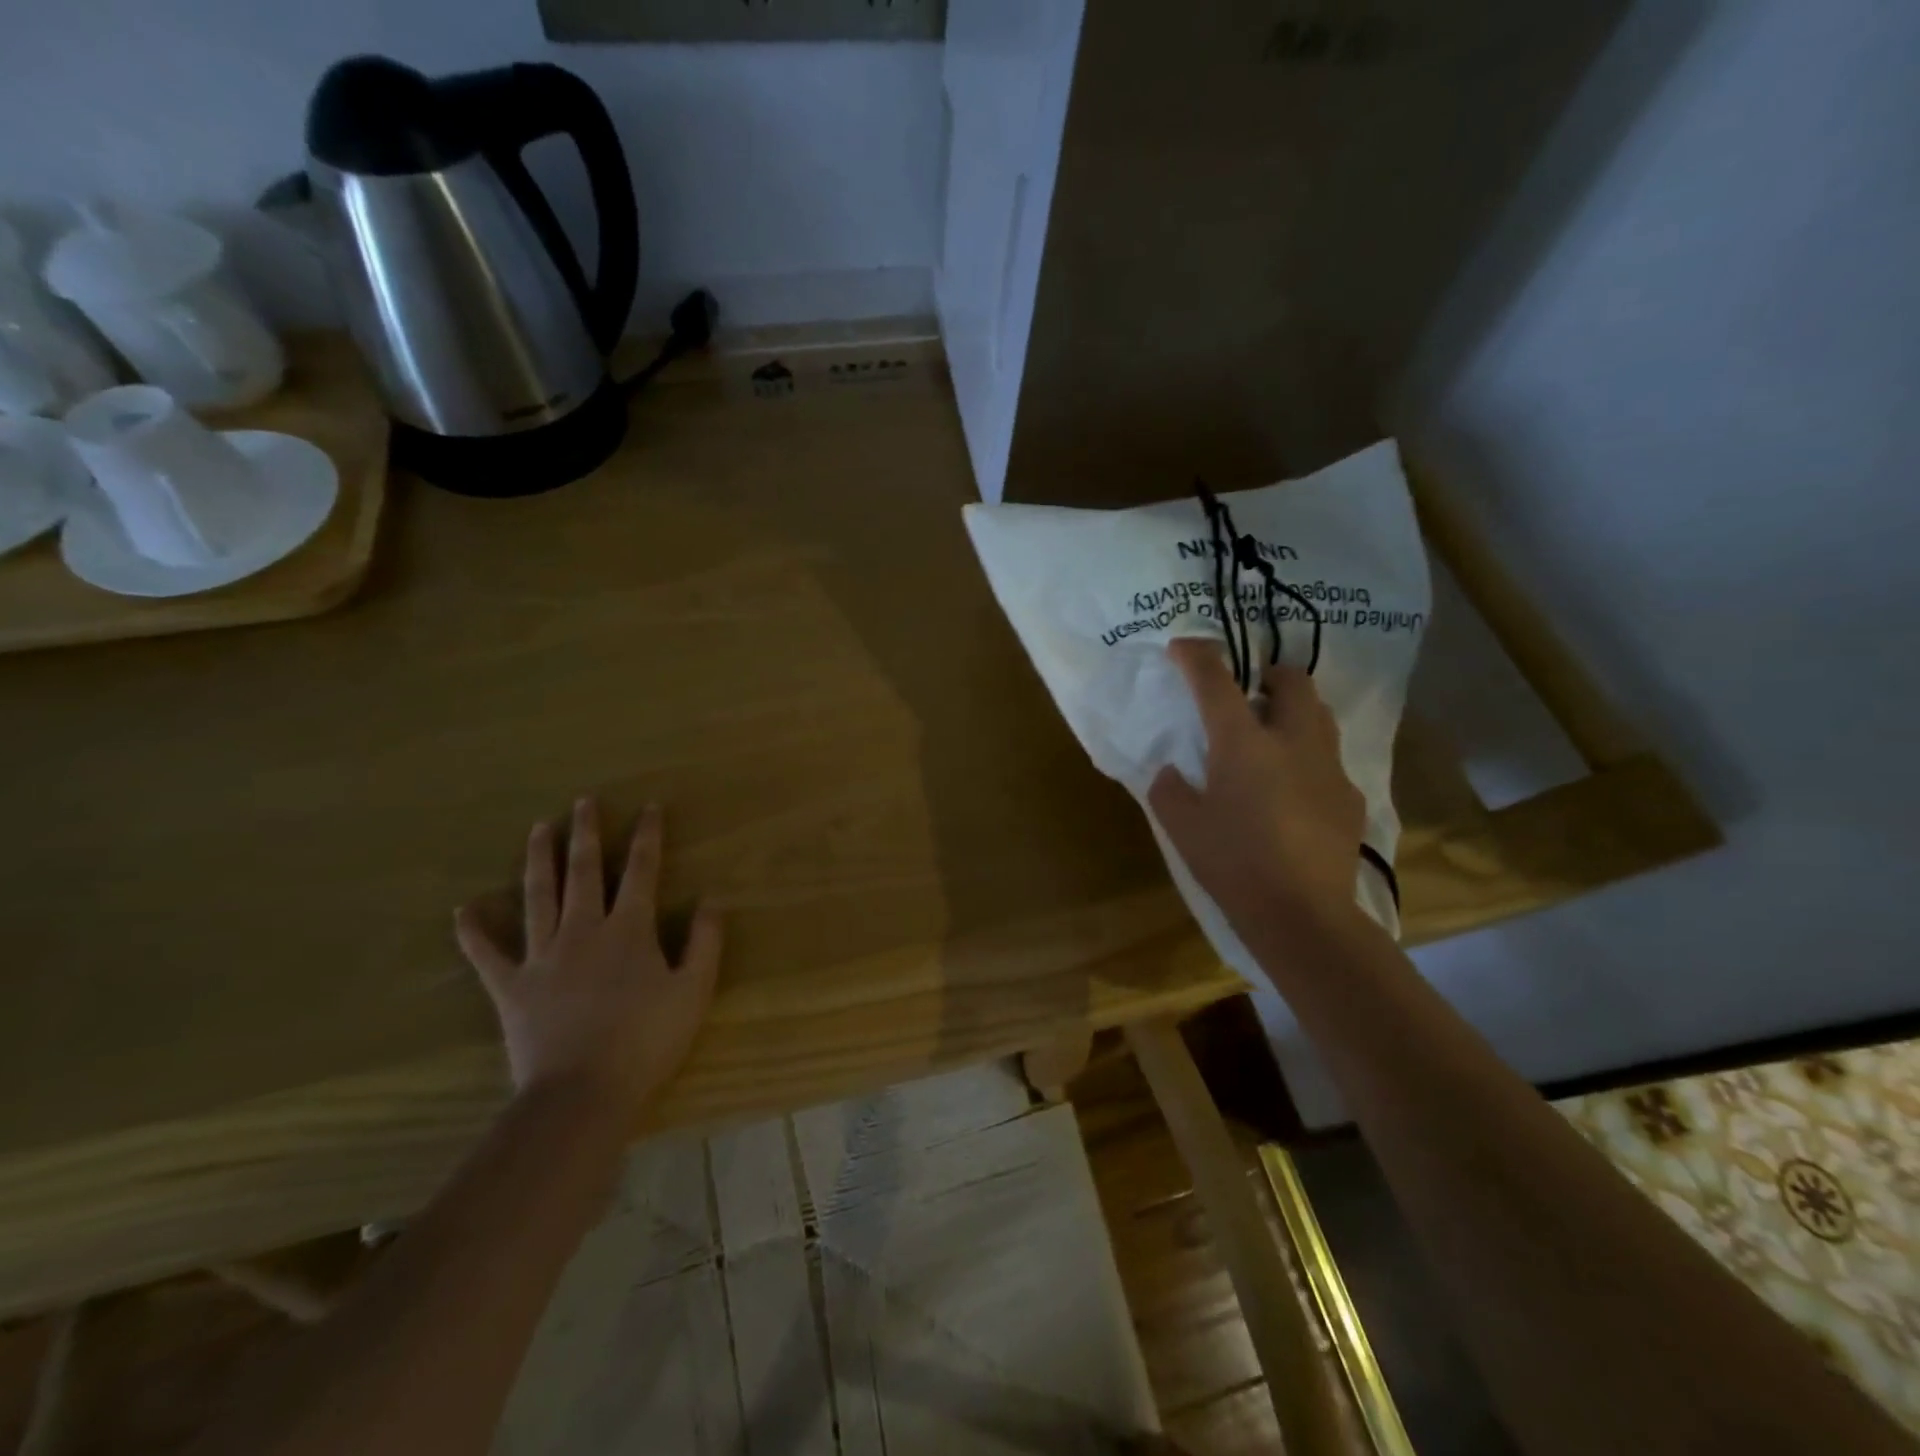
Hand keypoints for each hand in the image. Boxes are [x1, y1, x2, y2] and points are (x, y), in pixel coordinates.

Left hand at [454, 798, 721, 1121]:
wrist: (583, 1092)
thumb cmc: (647, 1040)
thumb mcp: (694, 991)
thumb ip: (705, 942)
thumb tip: (712, 900)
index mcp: (629, 929)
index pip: (641, 870)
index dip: (647, 836)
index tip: (649, 807)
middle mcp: (583, 930)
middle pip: (584, 871)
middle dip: (586, 833)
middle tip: (583, 801)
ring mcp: (542, 956)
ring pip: (538, 896)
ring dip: (538, 859)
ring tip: (538, 828)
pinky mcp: (511, 987)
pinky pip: (486, 954)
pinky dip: (473, 931)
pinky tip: (464, 908)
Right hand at [1147, 638, 1366, 939]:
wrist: (1302, 916)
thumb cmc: (1233, 864)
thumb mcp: (1181, 827)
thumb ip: (1169, 789)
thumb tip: (1172, 772)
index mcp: (1243, 743)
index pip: (1217, 681)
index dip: (1197, 656)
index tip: (1183, 647)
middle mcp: (1292, 741)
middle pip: (1291, 680)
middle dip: (1268, 673)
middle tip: (1247, 694)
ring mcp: (1328, 767)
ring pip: (1319, 714)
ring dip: (1294, 711)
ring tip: (1272, 737)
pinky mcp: (1349, 797)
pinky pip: (1330, 759)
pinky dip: (1309, 758)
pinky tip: (1294, 792)